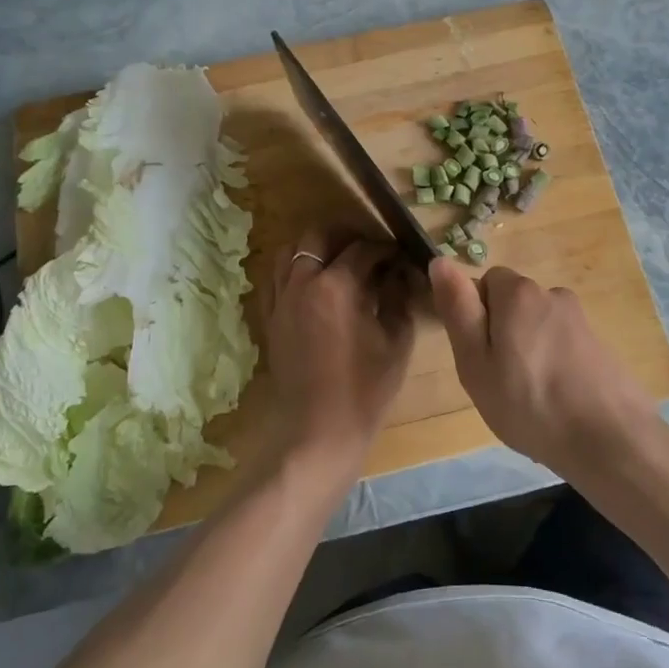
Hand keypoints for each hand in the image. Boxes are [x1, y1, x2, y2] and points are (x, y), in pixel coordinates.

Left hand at [267, 230, 417, 466]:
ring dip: (314, 249)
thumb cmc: (366, 389)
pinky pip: (275, 279)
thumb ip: (397, 298)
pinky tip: (311, 285)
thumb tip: (397, 274)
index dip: (385, 248)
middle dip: (345, 236)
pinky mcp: (270, 318)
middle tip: (366, 251)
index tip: (398, 255)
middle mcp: (302, 283)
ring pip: (289, 252)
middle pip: (318, 236)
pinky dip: (292, 271)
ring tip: (336, 262)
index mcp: (337, 286)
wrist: (320, 431)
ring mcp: (281, 300)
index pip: (363, 249)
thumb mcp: (396, 341)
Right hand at [430, 260, 656, 477]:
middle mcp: (553, 294)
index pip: (485, 282)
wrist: (610, 441)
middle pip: (513, 305)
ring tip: (530, 399)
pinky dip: (555, 368)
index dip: (476, 317)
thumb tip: (440, 261)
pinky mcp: (602, 346)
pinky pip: (562, 348)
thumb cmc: (529, 403)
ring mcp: (581, 321)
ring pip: (538, 328)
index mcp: (519, 292)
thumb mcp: (475, 361)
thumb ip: (457, 309)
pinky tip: (557, 404)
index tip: (479, 356)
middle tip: (500, 381)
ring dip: (529, 352)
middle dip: (503, 334)